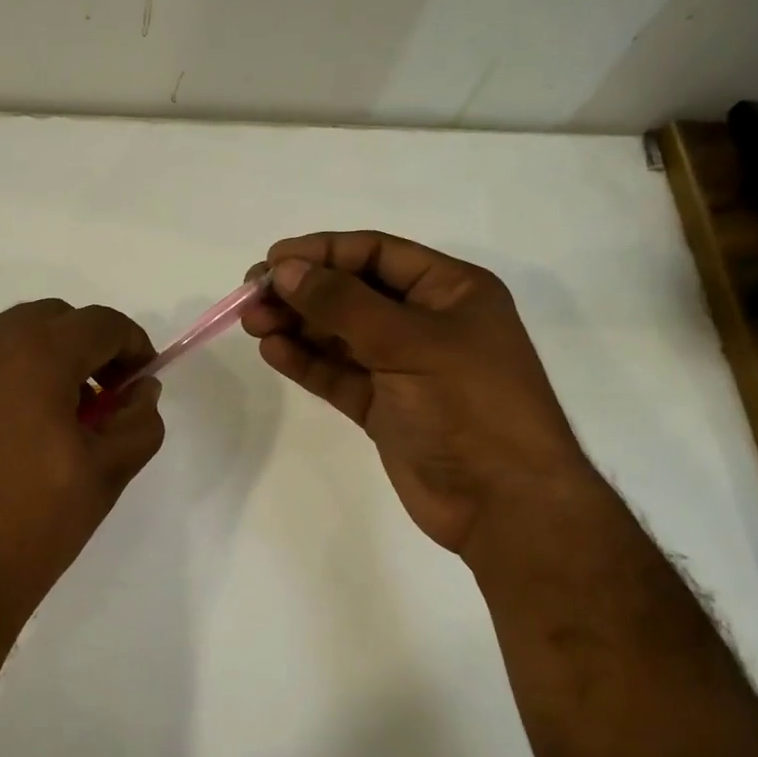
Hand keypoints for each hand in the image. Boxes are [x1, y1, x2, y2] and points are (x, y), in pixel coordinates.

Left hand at [0, 300, 165, 646]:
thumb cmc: (30, 529)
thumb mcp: (107, 475)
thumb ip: (138, 420)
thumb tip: (140, 390)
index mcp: (34, 354)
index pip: (101, 323)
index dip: (132, 346)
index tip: (137, 383)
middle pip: (48, 320)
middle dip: (82, 349)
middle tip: (94, 403)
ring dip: (31, 365)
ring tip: (38, 425)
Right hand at [242, 231, 598, 554]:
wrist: (505, 504)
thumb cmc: (469, 405)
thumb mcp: (408, 342)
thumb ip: (342, 304)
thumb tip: (286, 270)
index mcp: (450, 290)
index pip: (376, 254)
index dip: (323, 252)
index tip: (272, 261)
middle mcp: (426, 321)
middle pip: (352, 292)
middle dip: (303, 291)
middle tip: (252, 296)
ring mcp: (403, 366)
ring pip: (340, 333)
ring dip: (297, 325)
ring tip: (253, 323)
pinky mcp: (384, 406)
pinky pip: (338, 373)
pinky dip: (306, 361)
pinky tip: (273, 350)